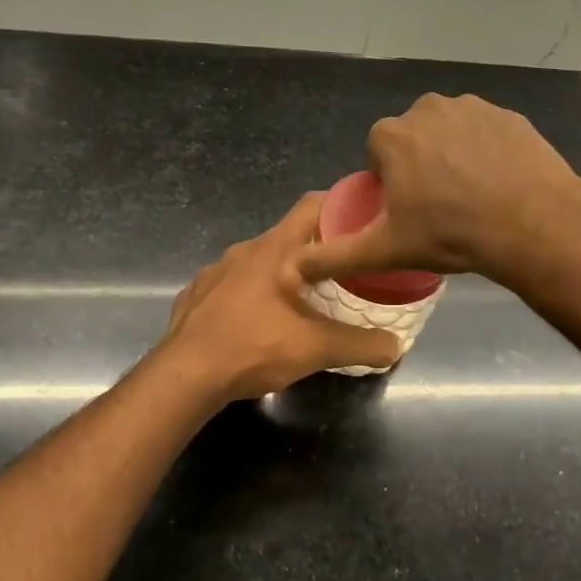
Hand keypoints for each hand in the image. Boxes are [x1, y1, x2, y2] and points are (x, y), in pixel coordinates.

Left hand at [162, 193, 403, 401]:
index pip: (313, 205)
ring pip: (260, 262)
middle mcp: (244, 250)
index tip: (365, 221)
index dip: (341, 205)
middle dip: (318, 249)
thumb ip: (360, 345)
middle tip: (345, 269)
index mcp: (275, 250)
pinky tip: (260, 322)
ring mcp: (215, 271)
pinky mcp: (197, 294)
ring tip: (305, 300)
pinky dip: (252, 294)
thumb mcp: (315, 349)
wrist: (183, 376)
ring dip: (284, 274)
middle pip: (289, 235)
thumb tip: (396, 346)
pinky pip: (233, 284)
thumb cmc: (253, 348)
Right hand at [297, 94, 580, 288]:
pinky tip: (499, 182)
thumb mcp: (384, 251)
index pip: (378, 154)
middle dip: (420, 165)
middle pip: (413, 139)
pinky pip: (486, 132)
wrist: (531, 224)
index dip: (390, 182)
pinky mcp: (509, 114)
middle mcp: (427, 108)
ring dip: (453, 155)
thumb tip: (292, 268)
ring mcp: (472, 107)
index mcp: (392, 135)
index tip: (409, 210)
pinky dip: (487, 151)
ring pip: (449, 132)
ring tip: (472, 195)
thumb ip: (335, 256)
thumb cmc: (450, 234)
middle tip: (440, 206)